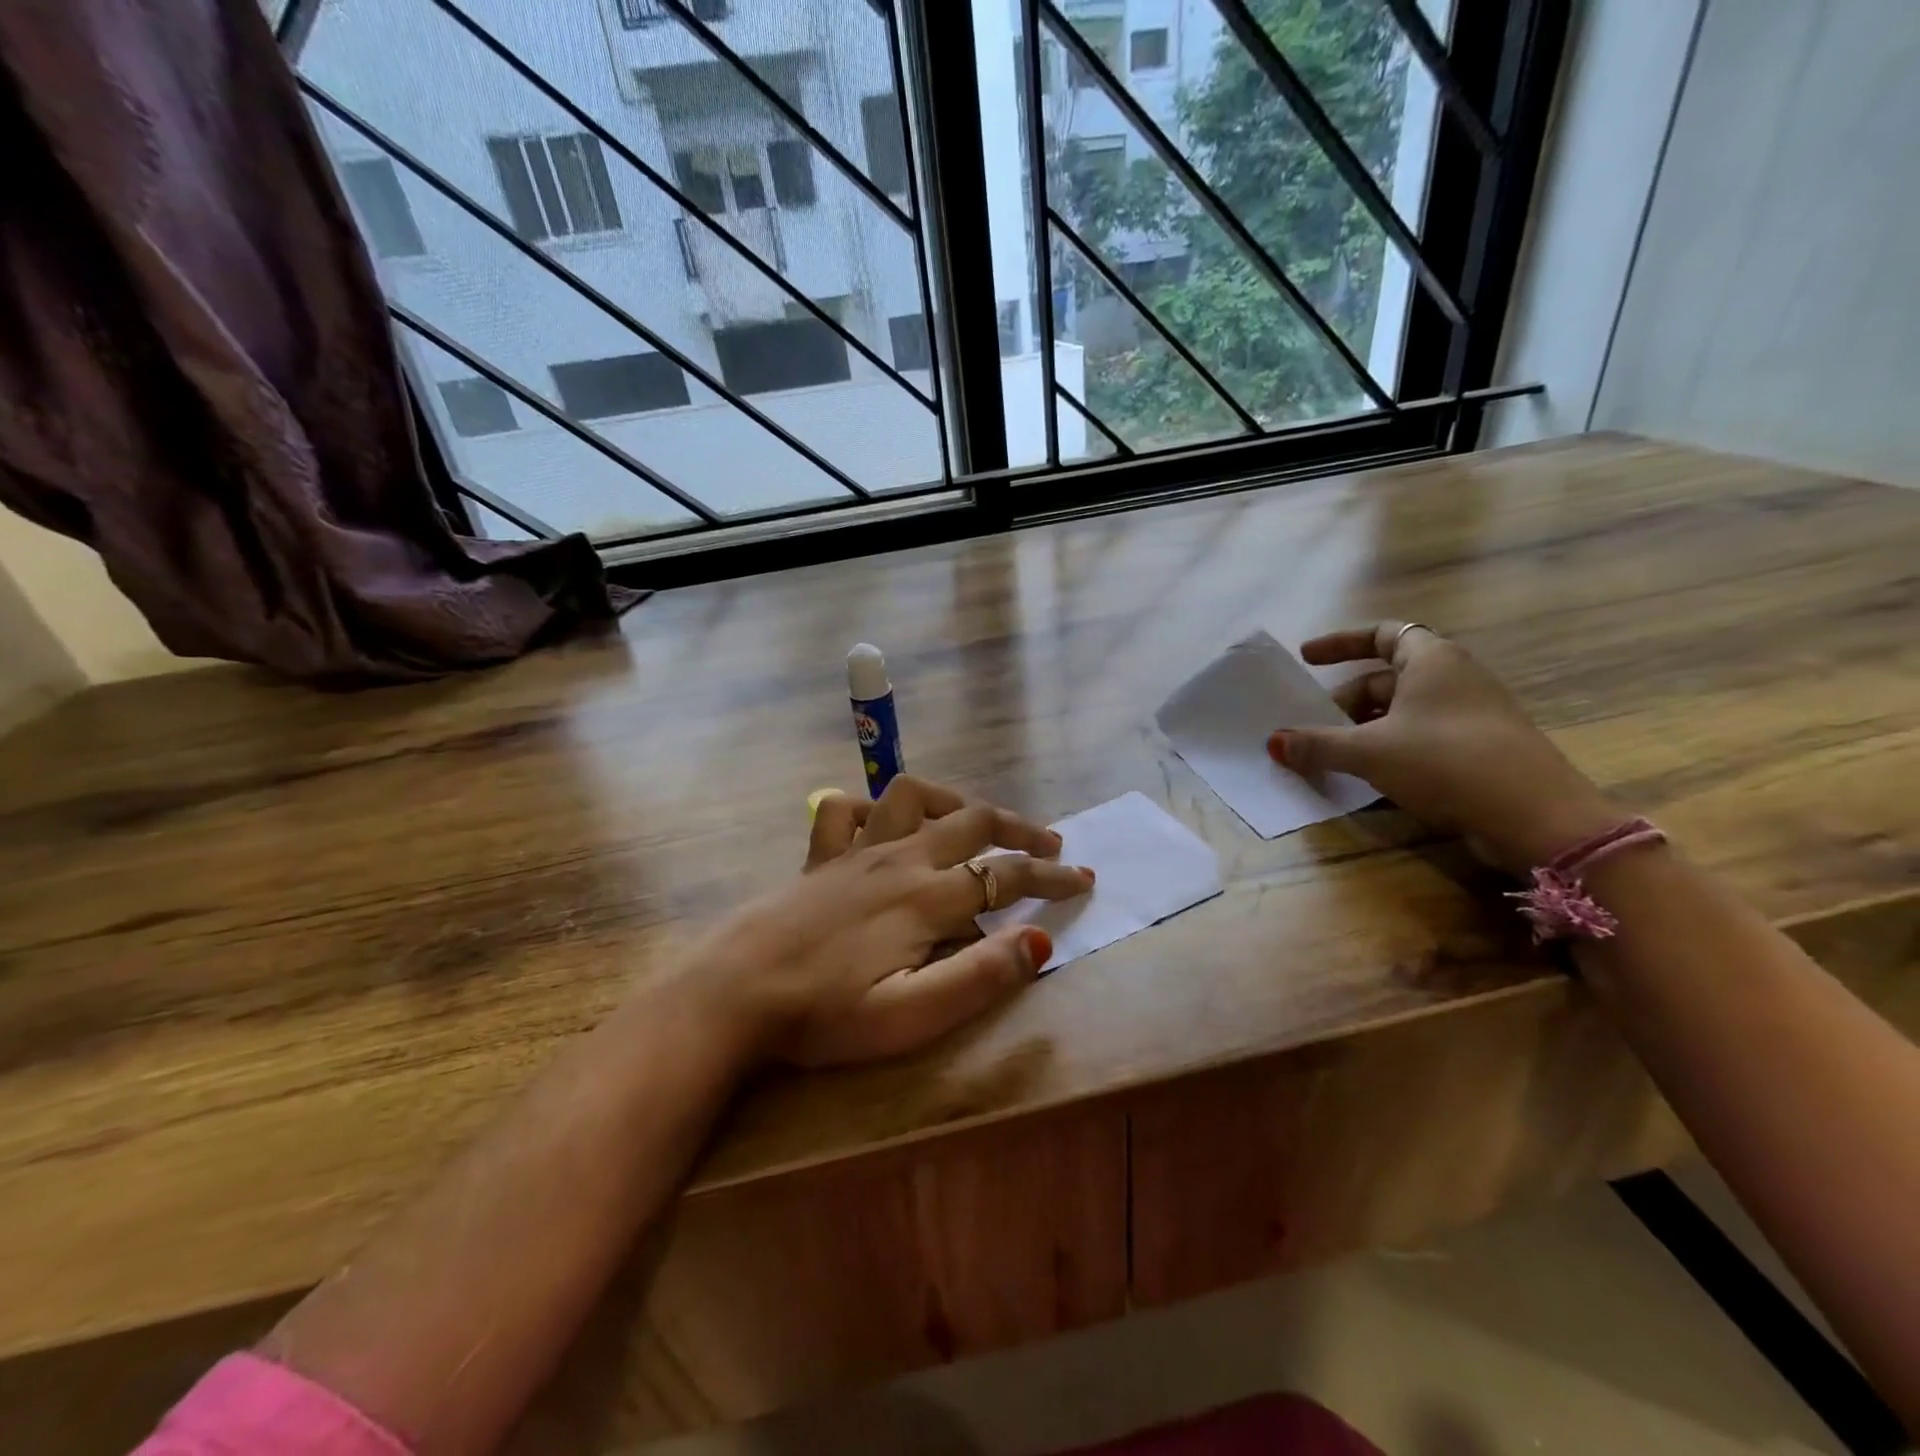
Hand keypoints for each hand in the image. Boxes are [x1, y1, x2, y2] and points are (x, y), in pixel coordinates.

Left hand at [687, 776, 1093, 1066]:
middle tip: (1051, 844)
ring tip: (975, 822)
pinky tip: (883, 826)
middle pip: (973, 821)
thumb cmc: (824, 1014)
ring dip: (954, 802)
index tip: (1083, 881)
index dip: (1051, 878)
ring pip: (913, 796)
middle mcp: (899, 859)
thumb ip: (979, 977)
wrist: (734, 992)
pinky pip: (846, 809)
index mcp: (927, 898)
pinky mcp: (821, 855)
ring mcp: (856, 849)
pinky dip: (871, 808)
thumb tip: (1040, 941)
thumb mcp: (910, 1016)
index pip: (1006, 875)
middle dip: (1021, 829)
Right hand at [1267, 622, 1621, 871]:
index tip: (1307, 659)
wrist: (1536, 816)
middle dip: (1344, 701)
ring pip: (1403, 710)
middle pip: (1386, 678)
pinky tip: (1370, 776)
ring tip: (1334, 754)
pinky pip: (1421, 736)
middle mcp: (1456, 678)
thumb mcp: (1369, 751)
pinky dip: (1389, 747)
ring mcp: (1472, 714)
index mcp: (1432, 660)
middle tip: (1313, 728)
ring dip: (1363, 728)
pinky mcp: (1480, 748)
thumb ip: (1317, 745)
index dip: (1340, 642)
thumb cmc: (1445, 762)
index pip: (1382, 633)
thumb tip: (1273, 743)